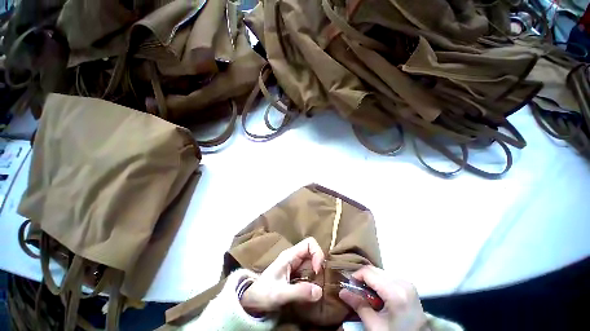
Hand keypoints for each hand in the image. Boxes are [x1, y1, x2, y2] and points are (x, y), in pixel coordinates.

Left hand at [240, 237, 324, 312]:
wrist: (253, 299)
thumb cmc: (263, 293)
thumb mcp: (280, 294)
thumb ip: (299, 292)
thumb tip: (319, 291)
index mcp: (289, 255)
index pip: (309, 243)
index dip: (317, 253)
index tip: (317, 271)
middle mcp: (293, 256)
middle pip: (312, 250)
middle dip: (319, 261)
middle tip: (320, 279)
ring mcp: (294, 263)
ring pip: (311, 259)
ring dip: (318, 269)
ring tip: (318, 283)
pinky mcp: (295, 271)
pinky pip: (309, 268)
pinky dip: (314, 275)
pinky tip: (313, 286)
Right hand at [339, 266, 426, 330]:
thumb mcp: (375, 326)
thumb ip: (358, 305)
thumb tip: (341, 291)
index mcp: (395, 291)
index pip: (368, 272)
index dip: (355, 276)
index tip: (349, 286)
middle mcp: (402, 282)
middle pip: (374, 270)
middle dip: (362, 278)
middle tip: (357, 292)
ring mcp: (407, 282)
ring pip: (380, 272)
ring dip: (370, 280)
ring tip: (367, 295)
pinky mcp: (408, 285)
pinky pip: (387, 277)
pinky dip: (379, 282)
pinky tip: (378, 295)